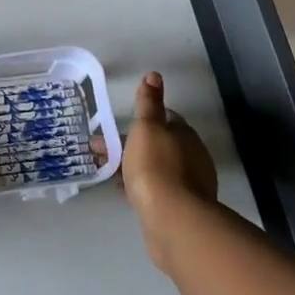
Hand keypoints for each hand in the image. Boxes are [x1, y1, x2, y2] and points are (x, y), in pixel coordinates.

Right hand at [120, 72, 219, 272]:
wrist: (172, 220)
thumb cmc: (155, 167)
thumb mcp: (147, 128)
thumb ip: (148, 103)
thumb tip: (154, 75)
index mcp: (185, 135)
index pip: (164, 119)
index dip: (141, 121)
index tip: (118, 128)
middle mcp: (192, 157)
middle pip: (158, 144)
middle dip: (131, 146)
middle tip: (102, 151)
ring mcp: (189, 185)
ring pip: (155, 168)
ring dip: (133, 167)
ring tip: (107, 173)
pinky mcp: (181, 209)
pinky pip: (157, 190)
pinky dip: (140, 187)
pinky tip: (125, 193)